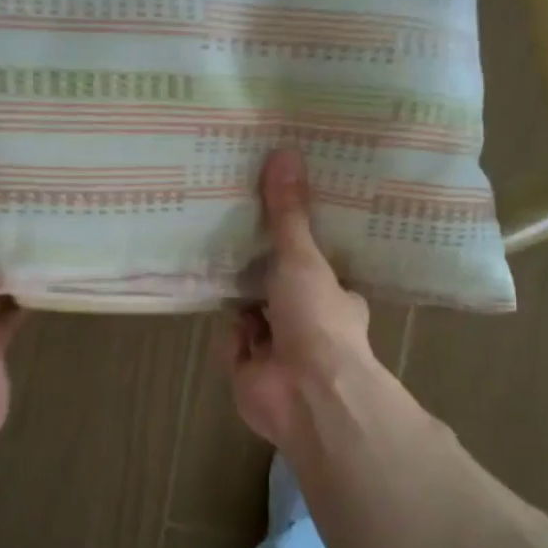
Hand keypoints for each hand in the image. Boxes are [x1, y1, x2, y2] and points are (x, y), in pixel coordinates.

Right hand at [225, 148, 384, 450]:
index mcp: (334, 299)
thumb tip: (285, 152)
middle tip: (233, 232)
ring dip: (240, 299)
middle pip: (279, 290)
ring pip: (253, 316)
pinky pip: (233, 343)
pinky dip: (229, 333)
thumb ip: (289, 214)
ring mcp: (280, 352)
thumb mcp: (303, 258)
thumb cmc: (317, 320)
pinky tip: (218, 308)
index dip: (297, 246)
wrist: (307, 394)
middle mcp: (309, 325)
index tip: (276, 218)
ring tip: (214, 256)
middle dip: (260, 271)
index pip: (315, 268)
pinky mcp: (250, 373)